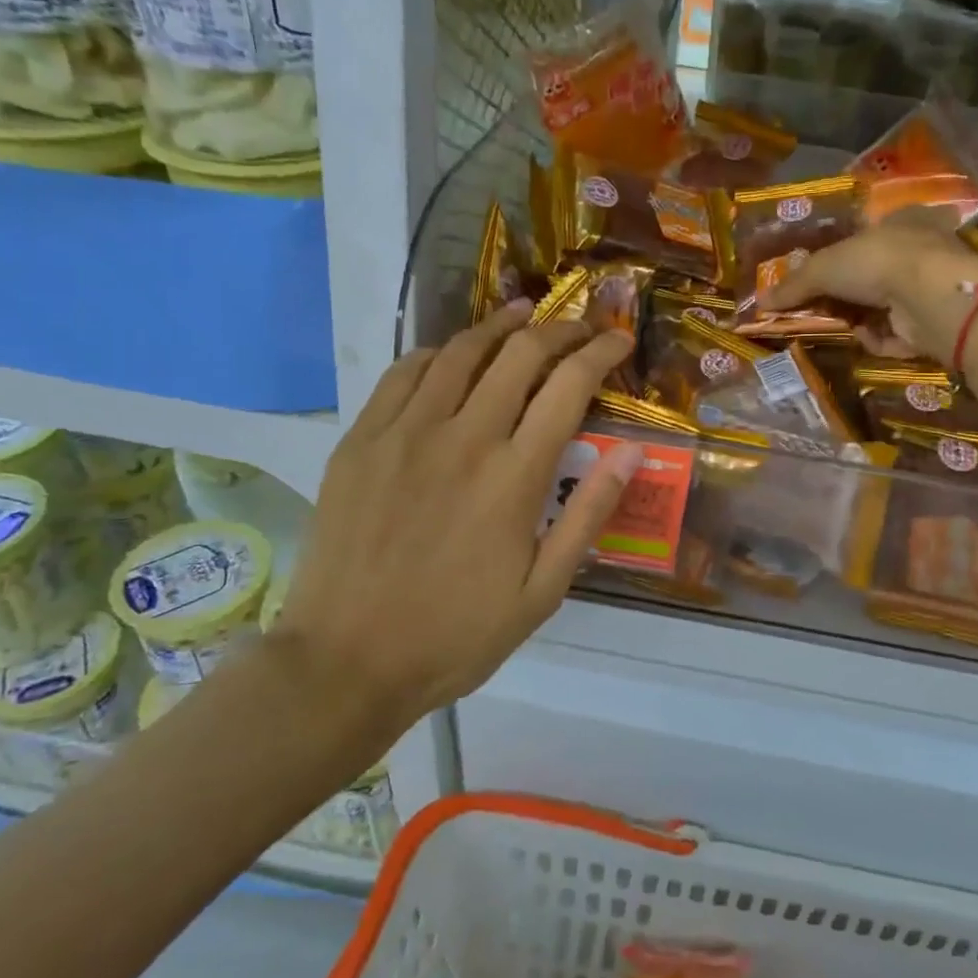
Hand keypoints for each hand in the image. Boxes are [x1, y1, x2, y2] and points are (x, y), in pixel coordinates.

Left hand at [267, 302, 641, 740]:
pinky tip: (452, 354)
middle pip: (519, 354)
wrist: (346, 661)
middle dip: (558, 330)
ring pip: (461, 351)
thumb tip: (631, 452)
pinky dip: (438, 352)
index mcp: (515, 477)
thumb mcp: (542, 593)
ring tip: (523, 316)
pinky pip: (404, 373)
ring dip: (500, 326)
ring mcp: (405, 433)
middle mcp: (464, 437)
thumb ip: (587, 516)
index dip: (599, 352)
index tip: (618, 340)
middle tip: (578, 328)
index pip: (568, 386)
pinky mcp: (362, 439)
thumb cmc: (456, 635)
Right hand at [762, 208, 977, 362]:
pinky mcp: (934, 322)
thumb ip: (793, 285)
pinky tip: (864, 339)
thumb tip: (760, 301)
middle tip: (820, 307)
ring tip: (837, 326)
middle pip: (874, 274)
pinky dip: (878, 339)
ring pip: (885, 306)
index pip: (869, 234)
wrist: (928, 298)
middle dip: (847, 293)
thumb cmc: (876, 262)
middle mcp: (921, 250)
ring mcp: (930, 288)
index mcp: (901, 221)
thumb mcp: (822, 268)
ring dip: (860, 319)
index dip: (843, 254)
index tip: (821, 276)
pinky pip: (897, 334)